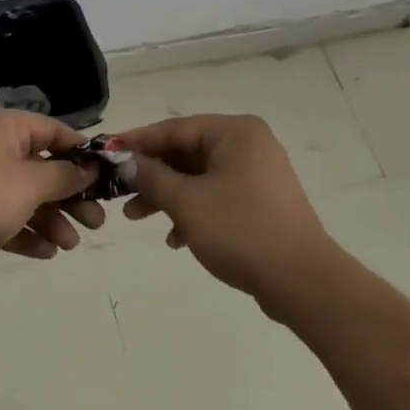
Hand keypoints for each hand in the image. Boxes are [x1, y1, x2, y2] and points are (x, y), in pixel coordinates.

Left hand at [0, 108, 104, 283]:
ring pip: (26, 197)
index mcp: (5, 127)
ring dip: (52, 219)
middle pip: (42, 168)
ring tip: (71, 245)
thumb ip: (66, 176)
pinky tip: (48, 252)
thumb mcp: (33, 183)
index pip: (53, 131)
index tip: (106, 175)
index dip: (81, 152)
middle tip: (97, 221)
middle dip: (70, 196)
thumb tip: (89, 169)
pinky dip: (28, 233)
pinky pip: (7, 218)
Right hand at [111, 114, 339, 315]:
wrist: (303, 282)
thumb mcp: (186, 202)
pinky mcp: (261, 203)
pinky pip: (216, 196)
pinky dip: (192, 211)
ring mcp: (257, 174)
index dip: (138, 142)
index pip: (175, 128)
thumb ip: (151, 177)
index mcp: (235, 133)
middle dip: (151, 174)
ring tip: (135, 217)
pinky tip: (174, 238)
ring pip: (199, 177)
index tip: (107, 154)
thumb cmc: (241, 231)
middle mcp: (248, 145)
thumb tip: (127, 162)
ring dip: (167, 195)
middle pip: (186, 152)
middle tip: (118, 192)